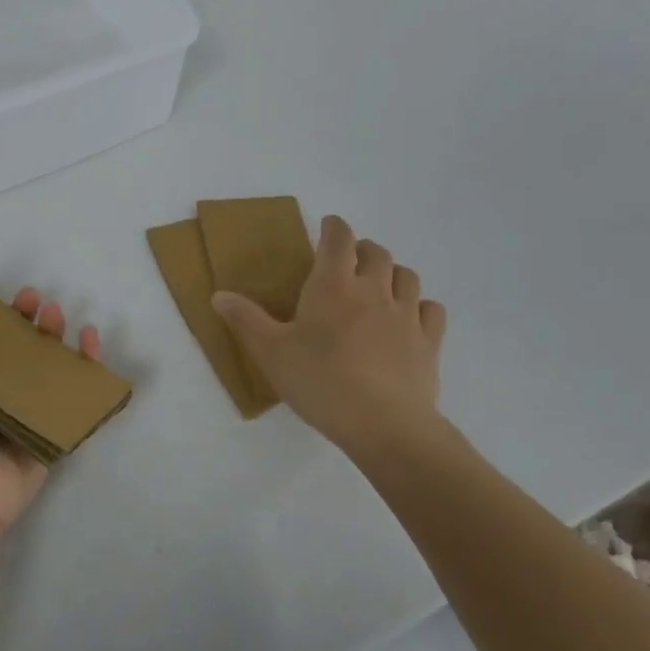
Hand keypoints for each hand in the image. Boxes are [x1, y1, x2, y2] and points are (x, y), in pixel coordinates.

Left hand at [0, 253, 101, 542]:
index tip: (9, 294)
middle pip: (17, 348)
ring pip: (47, 368)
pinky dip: (88, 371)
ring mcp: (20, 415)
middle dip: (30, 321)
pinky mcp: (49, 434)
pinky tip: (92, 346)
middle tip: (39, 304)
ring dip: (57, 339)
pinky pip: (73, 398)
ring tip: (59, 319)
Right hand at [212, 216, 448, 462]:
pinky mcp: (429, 342)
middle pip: (376, 252)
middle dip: (362, 249)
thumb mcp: (270, 352)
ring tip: (379, 284)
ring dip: (392, 272)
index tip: (328, 225)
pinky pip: (431, 310)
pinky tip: (410, 318)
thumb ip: (245, 320)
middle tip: (349, 260)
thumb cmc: (320, 382)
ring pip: (407, 276)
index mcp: (333, 286)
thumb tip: (218, 294)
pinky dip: (420, 305)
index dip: (334, 227)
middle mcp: (373, 290)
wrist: (384, 424)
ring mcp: (406, 315)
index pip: (339, 238)